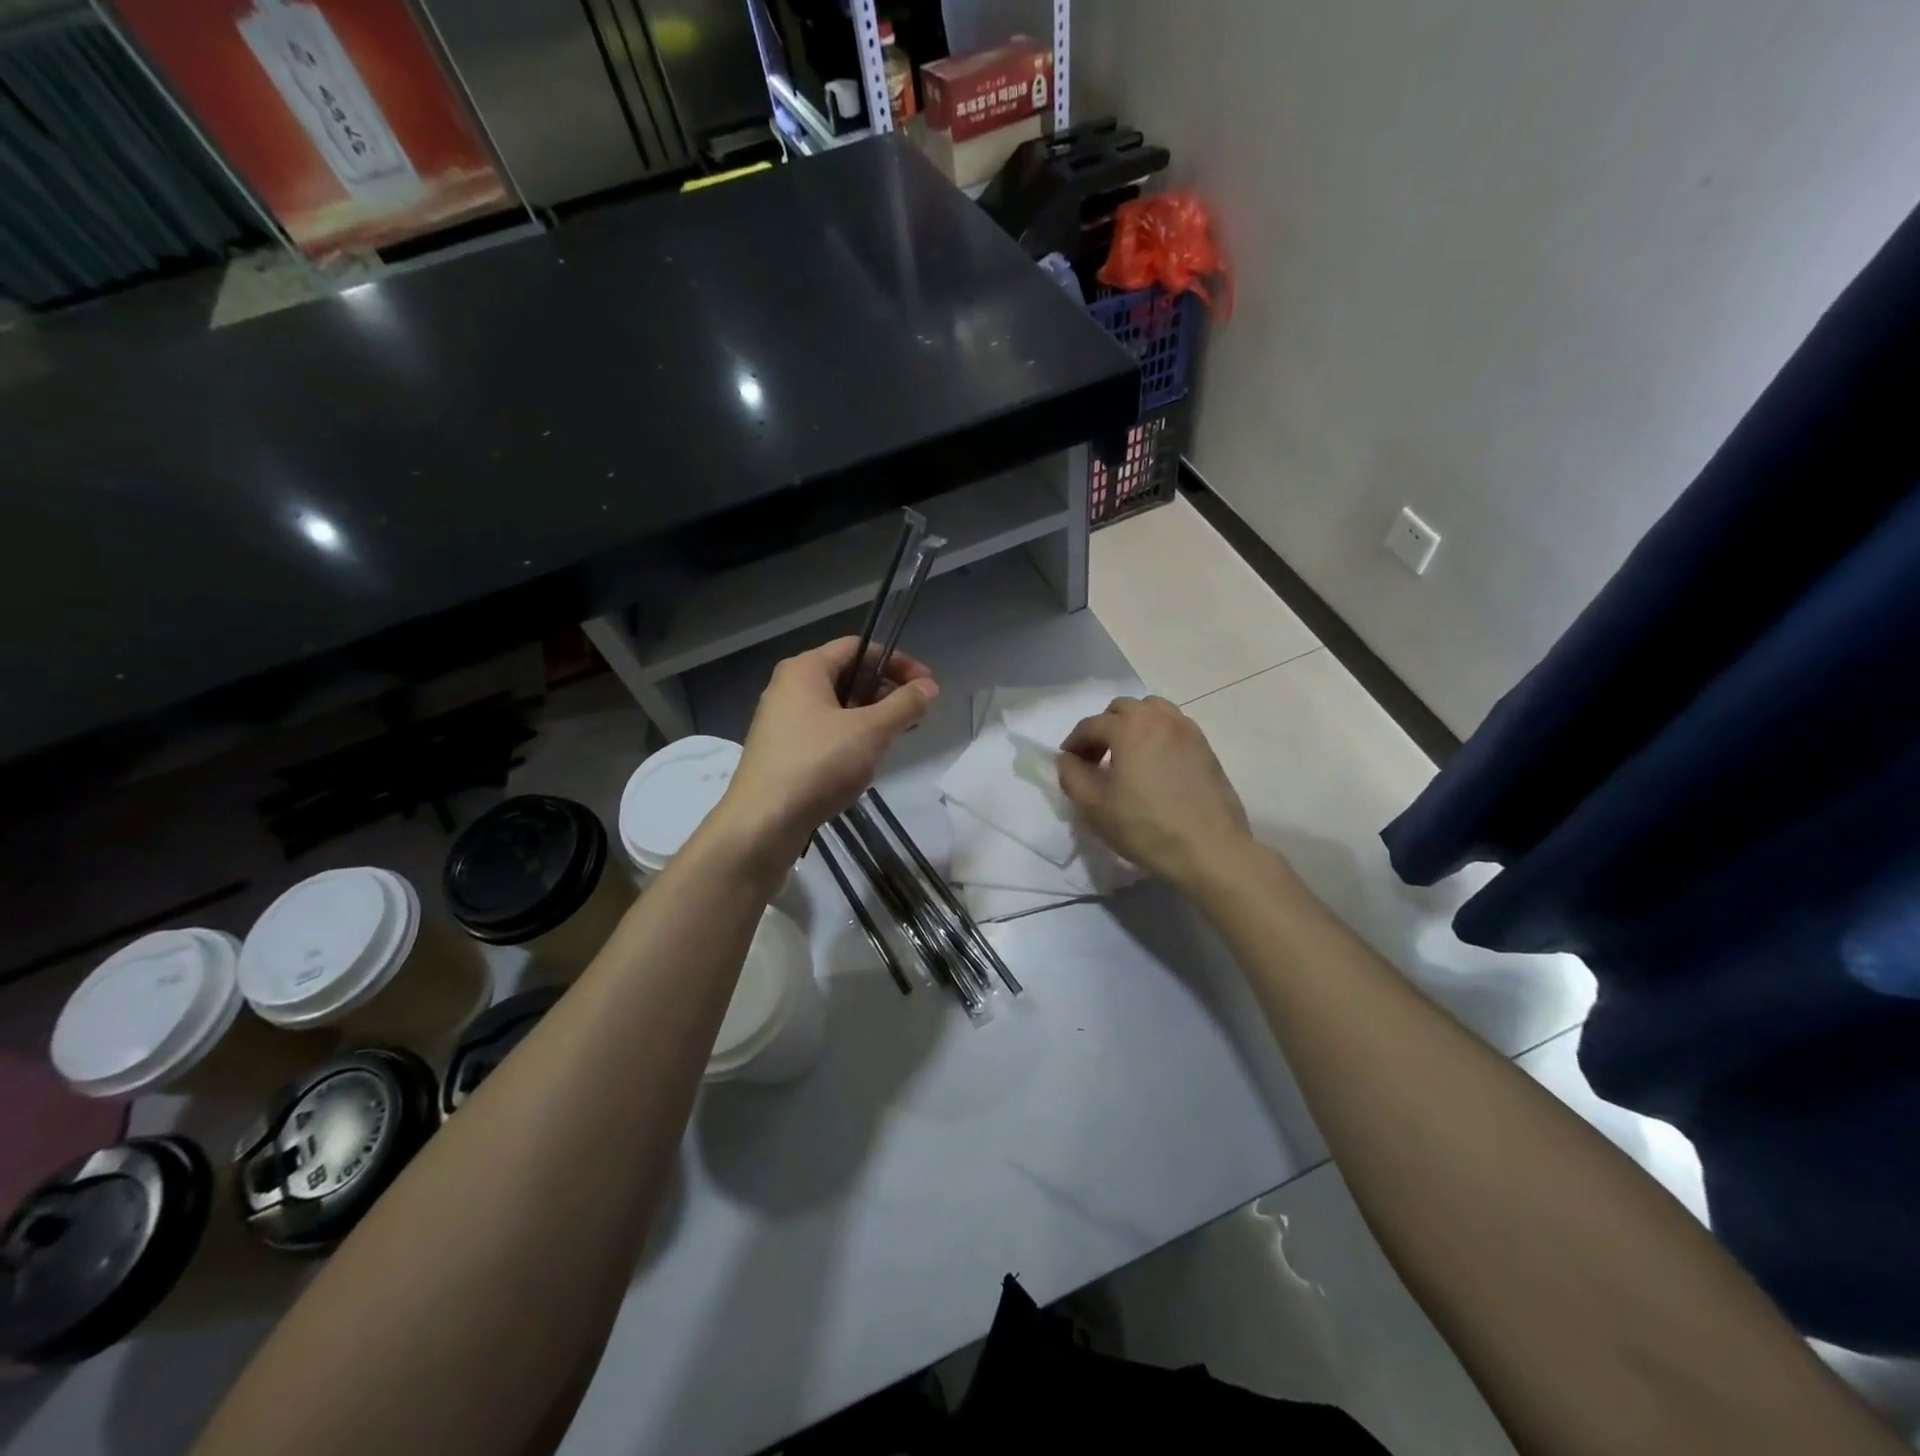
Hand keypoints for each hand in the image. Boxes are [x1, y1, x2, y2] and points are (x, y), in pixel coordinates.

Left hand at [712, 637, 938, 868]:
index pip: (858, 648)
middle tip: (915, 713)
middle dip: (885, 691)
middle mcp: (788, 687)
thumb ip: (904, 705)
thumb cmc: (818, 765)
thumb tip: (929, 687)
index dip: (897, 661)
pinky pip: (824, 730)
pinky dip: (850, 736)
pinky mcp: (781, 750)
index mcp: (805, 670)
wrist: (763, 822)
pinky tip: (865, 760)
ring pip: (836, 706)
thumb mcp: (871, 732)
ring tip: (896, 737)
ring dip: (870, 716)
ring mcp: (781, 720)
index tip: (926, 684)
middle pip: (847, 675)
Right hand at [1056, 695, 1253, 887]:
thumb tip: (1068, 758)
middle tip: (1096, 759)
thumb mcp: (1094, 807)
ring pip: (1152, 710)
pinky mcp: (1205, 746)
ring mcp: (1187, 730)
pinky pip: (1173, 726)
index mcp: (1129, 728)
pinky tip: (1154, 764)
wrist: (1209, 849)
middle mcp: (1159, 718)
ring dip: (1132, 725)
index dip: (1074, 742)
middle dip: (1103, 728)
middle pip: (1122, 709)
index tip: (1069, 763)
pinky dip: (1156, 734)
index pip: (1091, 725)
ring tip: (1127, 756)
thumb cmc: (1145, 827)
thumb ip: (1071, 775)